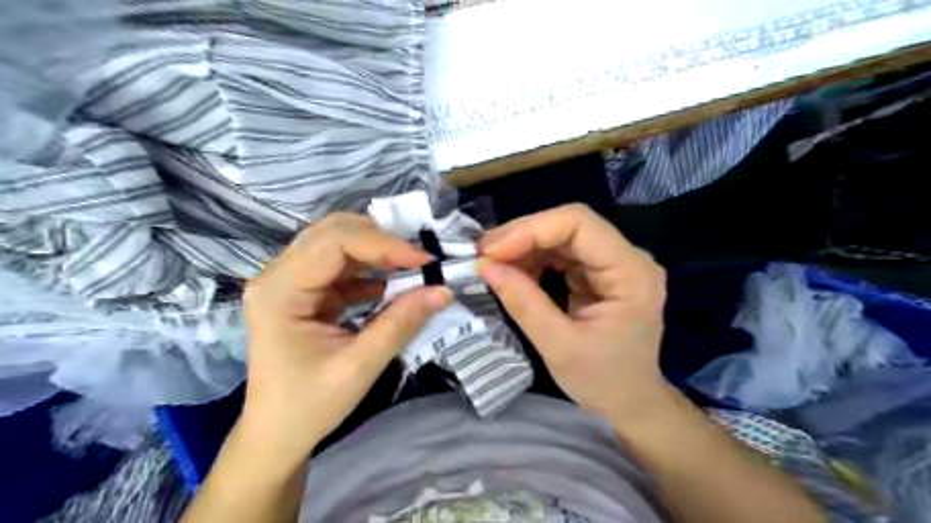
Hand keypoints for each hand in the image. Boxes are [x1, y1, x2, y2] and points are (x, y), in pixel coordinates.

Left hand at [239, 212, 449, 461]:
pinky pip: (341, 266)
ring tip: (413, 265)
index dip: (383, 244)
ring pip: (338, 244)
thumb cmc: (309, 406)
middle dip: (381, 240)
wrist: (277, 435)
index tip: (424, 261)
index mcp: (279, 291)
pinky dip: (371, 270)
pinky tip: (394, 281)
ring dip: (378, 251)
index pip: (334, 243)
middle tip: (420, 257)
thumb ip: (400, 323)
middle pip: (333, 233)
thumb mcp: (359, 366)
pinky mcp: (305, 292)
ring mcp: (289, 281)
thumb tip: (443, 290)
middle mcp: (278, 276)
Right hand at [476, 205, 665, 420]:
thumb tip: (484, 266)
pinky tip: (512, 272)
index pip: (580, 224)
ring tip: (491, 263)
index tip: (492, 251)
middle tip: (482, 254)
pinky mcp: (600, 272)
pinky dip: (533, 259)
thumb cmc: (603, 382)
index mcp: (631, 273)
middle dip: (522, 235)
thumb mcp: (558, 346)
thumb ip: (523, 303)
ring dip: (524, 246)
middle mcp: (628, 258)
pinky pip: (562, 253)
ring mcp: (614, 263)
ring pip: (562, 235)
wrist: (630, 403)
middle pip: (569, 225)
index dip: (531, 229)